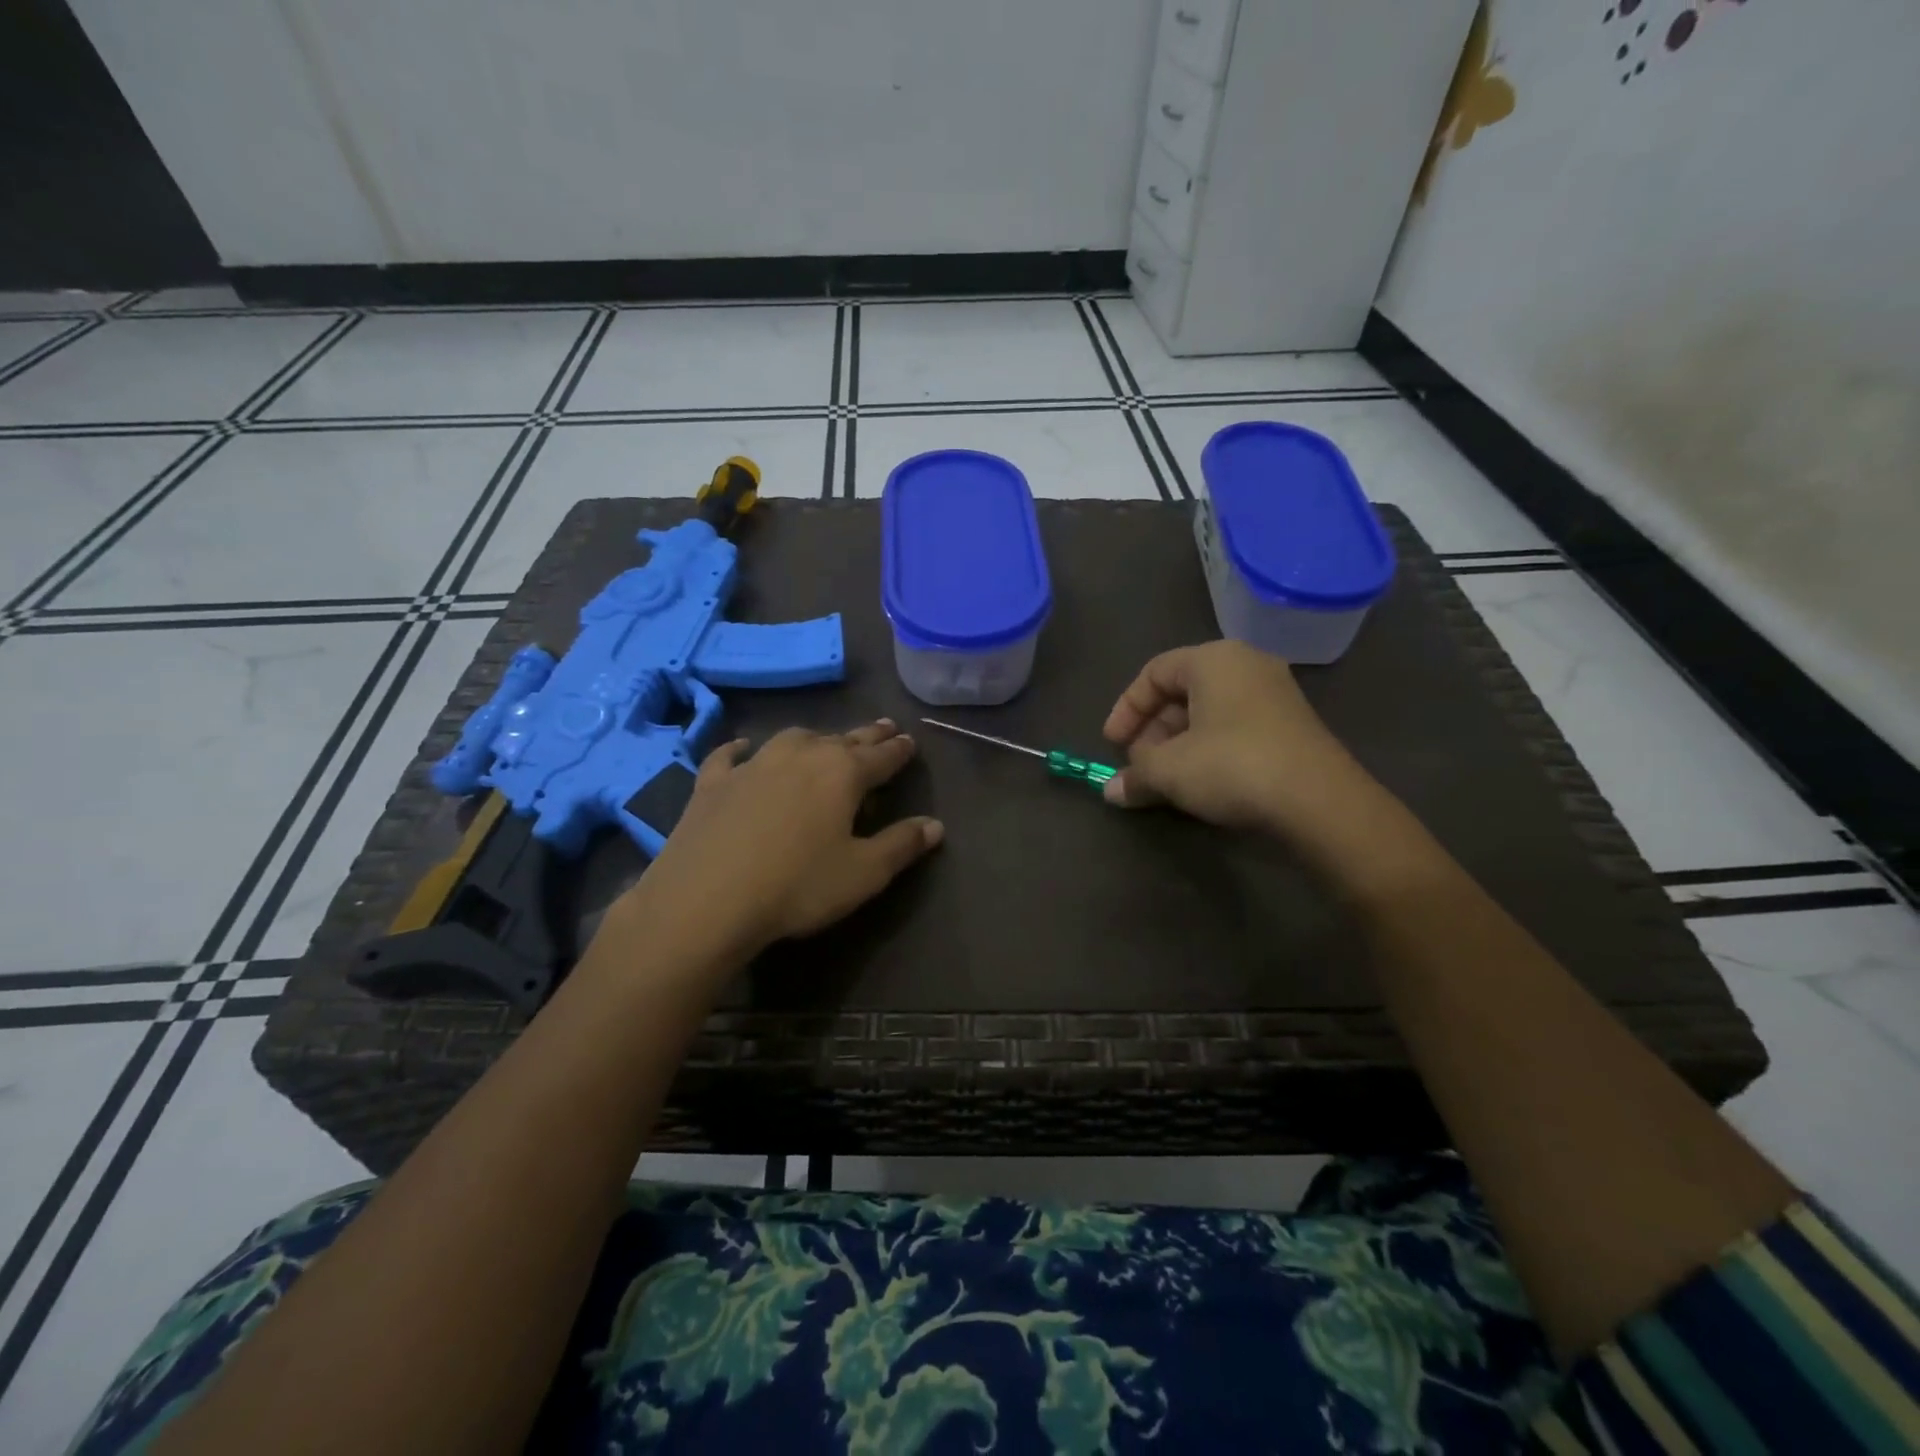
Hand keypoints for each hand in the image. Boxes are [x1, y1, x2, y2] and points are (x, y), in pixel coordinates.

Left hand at [624, 720, 942, 961]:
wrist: (706, 899)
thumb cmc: (797, 886)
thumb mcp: (863, 873)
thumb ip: (902, 845)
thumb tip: (935, 825)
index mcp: (843, 773)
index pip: (882, 756)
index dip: (899, 750)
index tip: (910, 741)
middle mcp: (801, 755)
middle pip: (843, 739)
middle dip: (867, 735)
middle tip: (883, 727)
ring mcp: (754, 764)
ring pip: (793, 739)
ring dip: (815, 738)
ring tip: (825, 741)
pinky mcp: (713, 782)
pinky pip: (730, 755)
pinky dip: (741, 750)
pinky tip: (743, 748)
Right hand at [1101, 641, 1361, 830]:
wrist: (1318, 801)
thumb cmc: (1232, 766)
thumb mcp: (1169, 771)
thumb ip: (1135, 775)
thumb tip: (1111, 792)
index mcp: (1213, 659)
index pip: (1153, 673)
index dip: (1126, 709)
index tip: (1113, 745)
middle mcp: (1246, 665)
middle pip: (1181, 692)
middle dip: (1152, 731)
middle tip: (1140, 764)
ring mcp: (1274, 694)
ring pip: (1208, 711)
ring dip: (1178, 743)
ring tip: (1166, 778)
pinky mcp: (1291, 725)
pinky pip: (1234, 726)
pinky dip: (1208, 749)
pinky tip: (1201, 782)